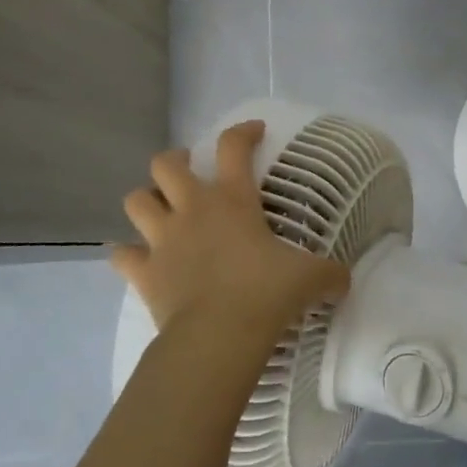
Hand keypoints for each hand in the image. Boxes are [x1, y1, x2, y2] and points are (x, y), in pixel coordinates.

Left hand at [110, 121, 349, 347]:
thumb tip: (345, 280)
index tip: (254, 131)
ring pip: (135, 200)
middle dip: (175, 161)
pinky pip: (122, 254)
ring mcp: (163, 239)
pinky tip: (138, 259)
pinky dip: (127, 254)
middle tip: (189, 171)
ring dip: (145, 201)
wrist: (218, 334)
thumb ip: (329, 274)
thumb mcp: (309, 278)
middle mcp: (192, 209)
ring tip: (160, 210)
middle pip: (165, 164)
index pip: (233, 147)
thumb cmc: (266, 294)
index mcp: (232, 199)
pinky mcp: (144, 272)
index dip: (243, 132)